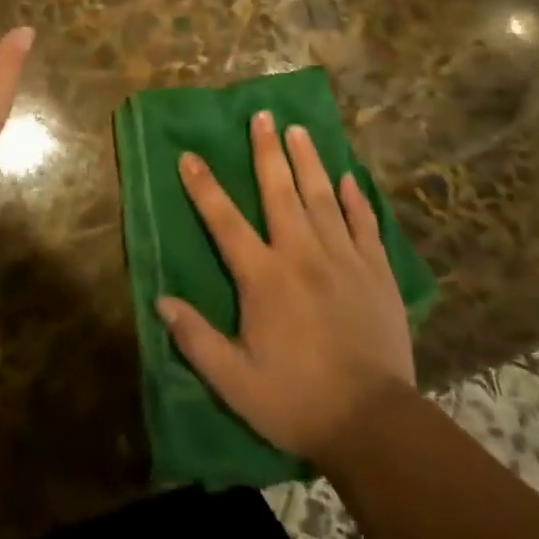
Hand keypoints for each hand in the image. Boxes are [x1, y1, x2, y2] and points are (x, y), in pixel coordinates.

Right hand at [157, 112, 414, 464]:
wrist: (374, 424)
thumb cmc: (297, 401)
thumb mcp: (234, 381)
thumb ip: (196, 339)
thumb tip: (161, 301)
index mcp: (265, 276)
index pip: (225, 221)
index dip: (204, 187)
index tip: (189, 156)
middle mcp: (302, 254)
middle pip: (280, 191)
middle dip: (267, 150)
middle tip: (262, 115)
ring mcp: (344, 259)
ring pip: (323, 197)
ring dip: (309, 160)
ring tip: (299, 129)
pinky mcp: (377, 272)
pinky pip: (365, 224)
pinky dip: (356, 199)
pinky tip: (350, 178)